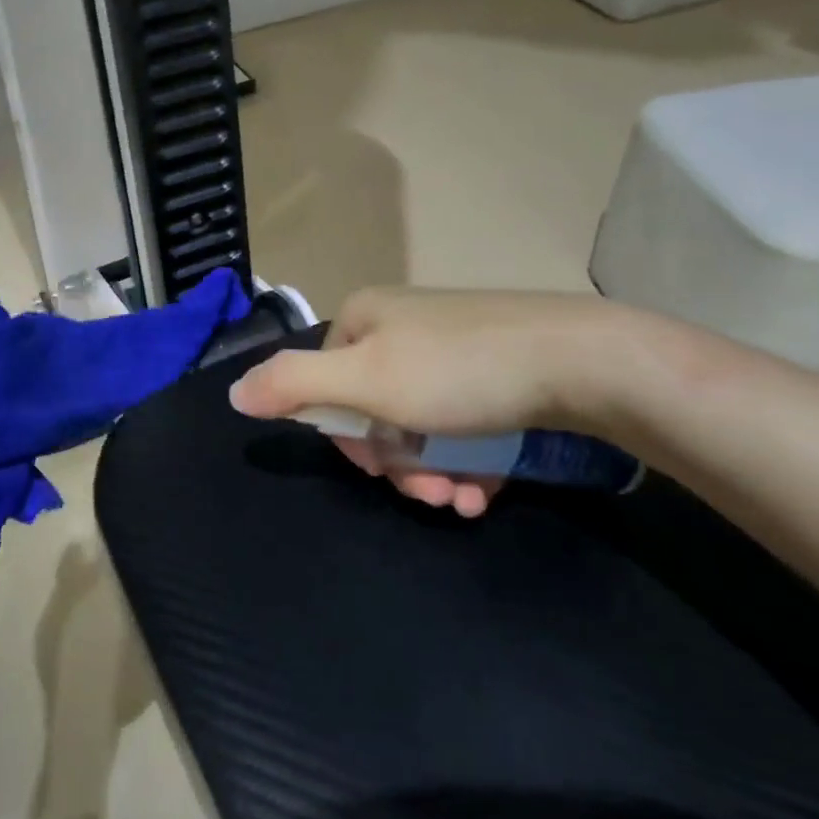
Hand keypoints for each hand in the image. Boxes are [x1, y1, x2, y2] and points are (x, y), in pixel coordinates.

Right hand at [228, 288, 630, 517]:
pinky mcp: (495, 366)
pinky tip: (487, 487)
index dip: (347, 436)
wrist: (585, 360)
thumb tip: (233, 393)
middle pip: (374, 408)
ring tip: (464, 500)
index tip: (378, 469)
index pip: (325, 384)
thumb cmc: (460, 371)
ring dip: (433, 472)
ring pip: (420, 422)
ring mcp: (451, 344)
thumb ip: (293, 385)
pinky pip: (461, 420)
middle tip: (432, 494)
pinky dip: (467, 459)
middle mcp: (402, 324)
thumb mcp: (366, 381)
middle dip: (397, 463)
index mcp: (363, 318)